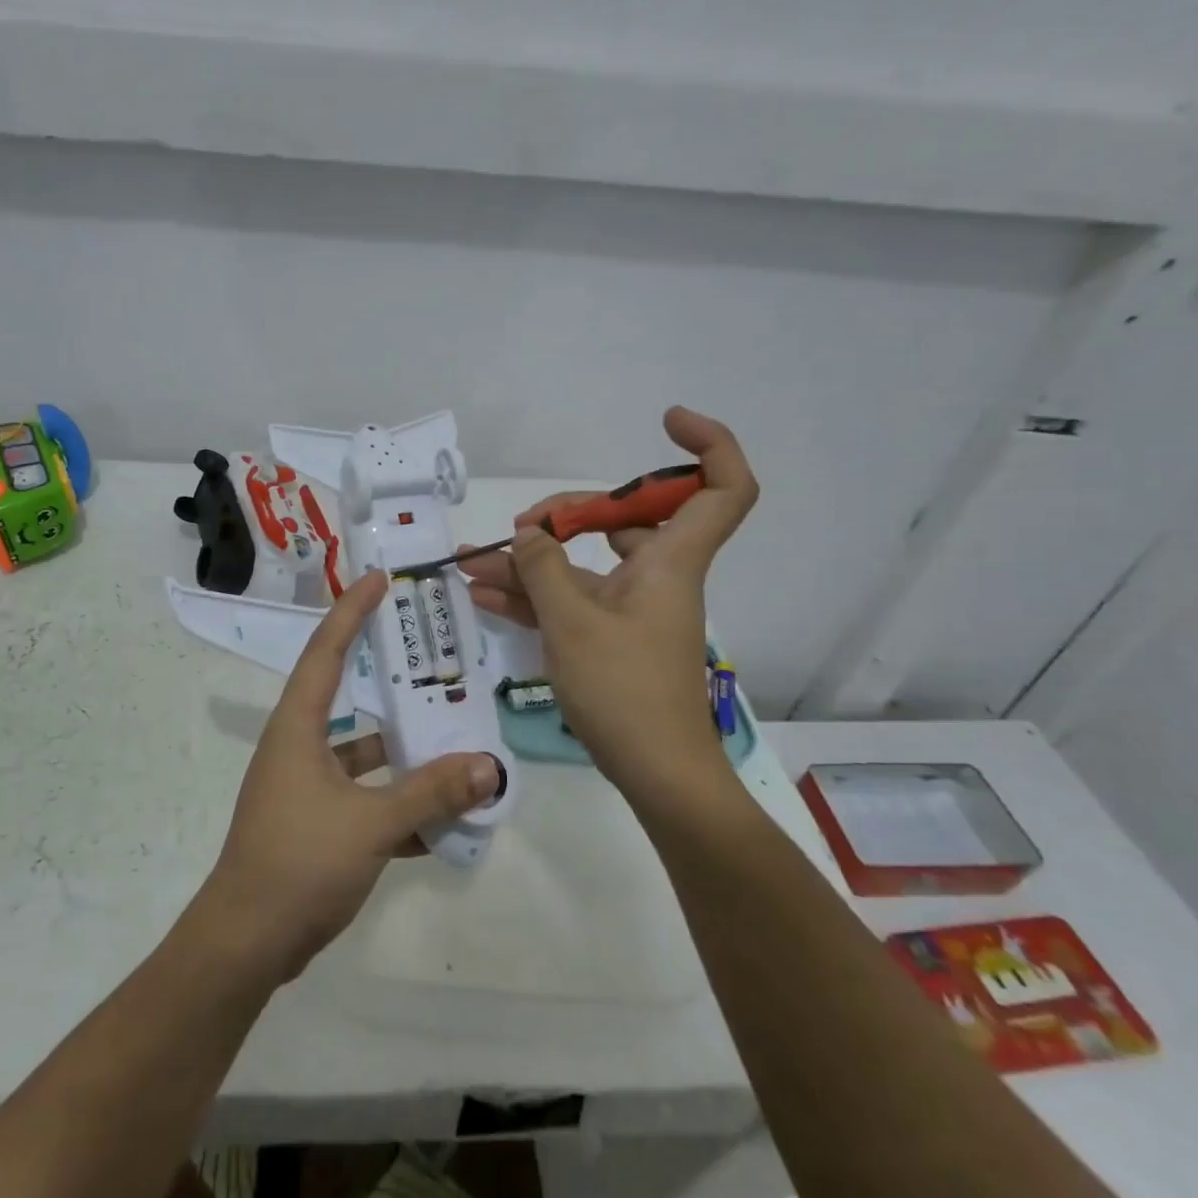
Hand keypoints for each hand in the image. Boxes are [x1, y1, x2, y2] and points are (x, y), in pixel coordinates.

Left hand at [195, 571, 501, 981]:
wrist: (247, 944)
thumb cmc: (298, 863)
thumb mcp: (370, 823)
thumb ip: (430, 792)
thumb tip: (488, 766)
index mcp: (298, 727)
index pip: (326, 650)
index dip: (351, 610)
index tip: (379, 579)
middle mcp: (299, 746)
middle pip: (349, 695)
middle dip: (390, 676)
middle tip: (434, 655)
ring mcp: (306, 786)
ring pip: (364, 753)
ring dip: (404, 750)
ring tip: (456, 739)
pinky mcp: (316, 823)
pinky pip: (365, 797)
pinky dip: (398, 801)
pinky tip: (443, 815)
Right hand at [458, 407, 758, 798]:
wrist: (657, 775)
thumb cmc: (625, 692)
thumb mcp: (572, 623)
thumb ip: (543, 568)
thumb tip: (528, 534)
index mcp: (671, 561)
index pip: (722, 488)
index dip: (708, 444)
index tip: (666, 422)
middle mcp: (657, 575)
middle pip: (628, 518)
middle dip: (570, 512)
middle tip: (526, 526)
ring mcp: (632, 607)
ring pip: (585, 563)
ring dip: (533, 560)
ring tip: (475, 559)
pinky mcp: (612, 637)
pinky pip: (572, 599)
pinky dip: (534, 594)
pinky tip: (485, 593)